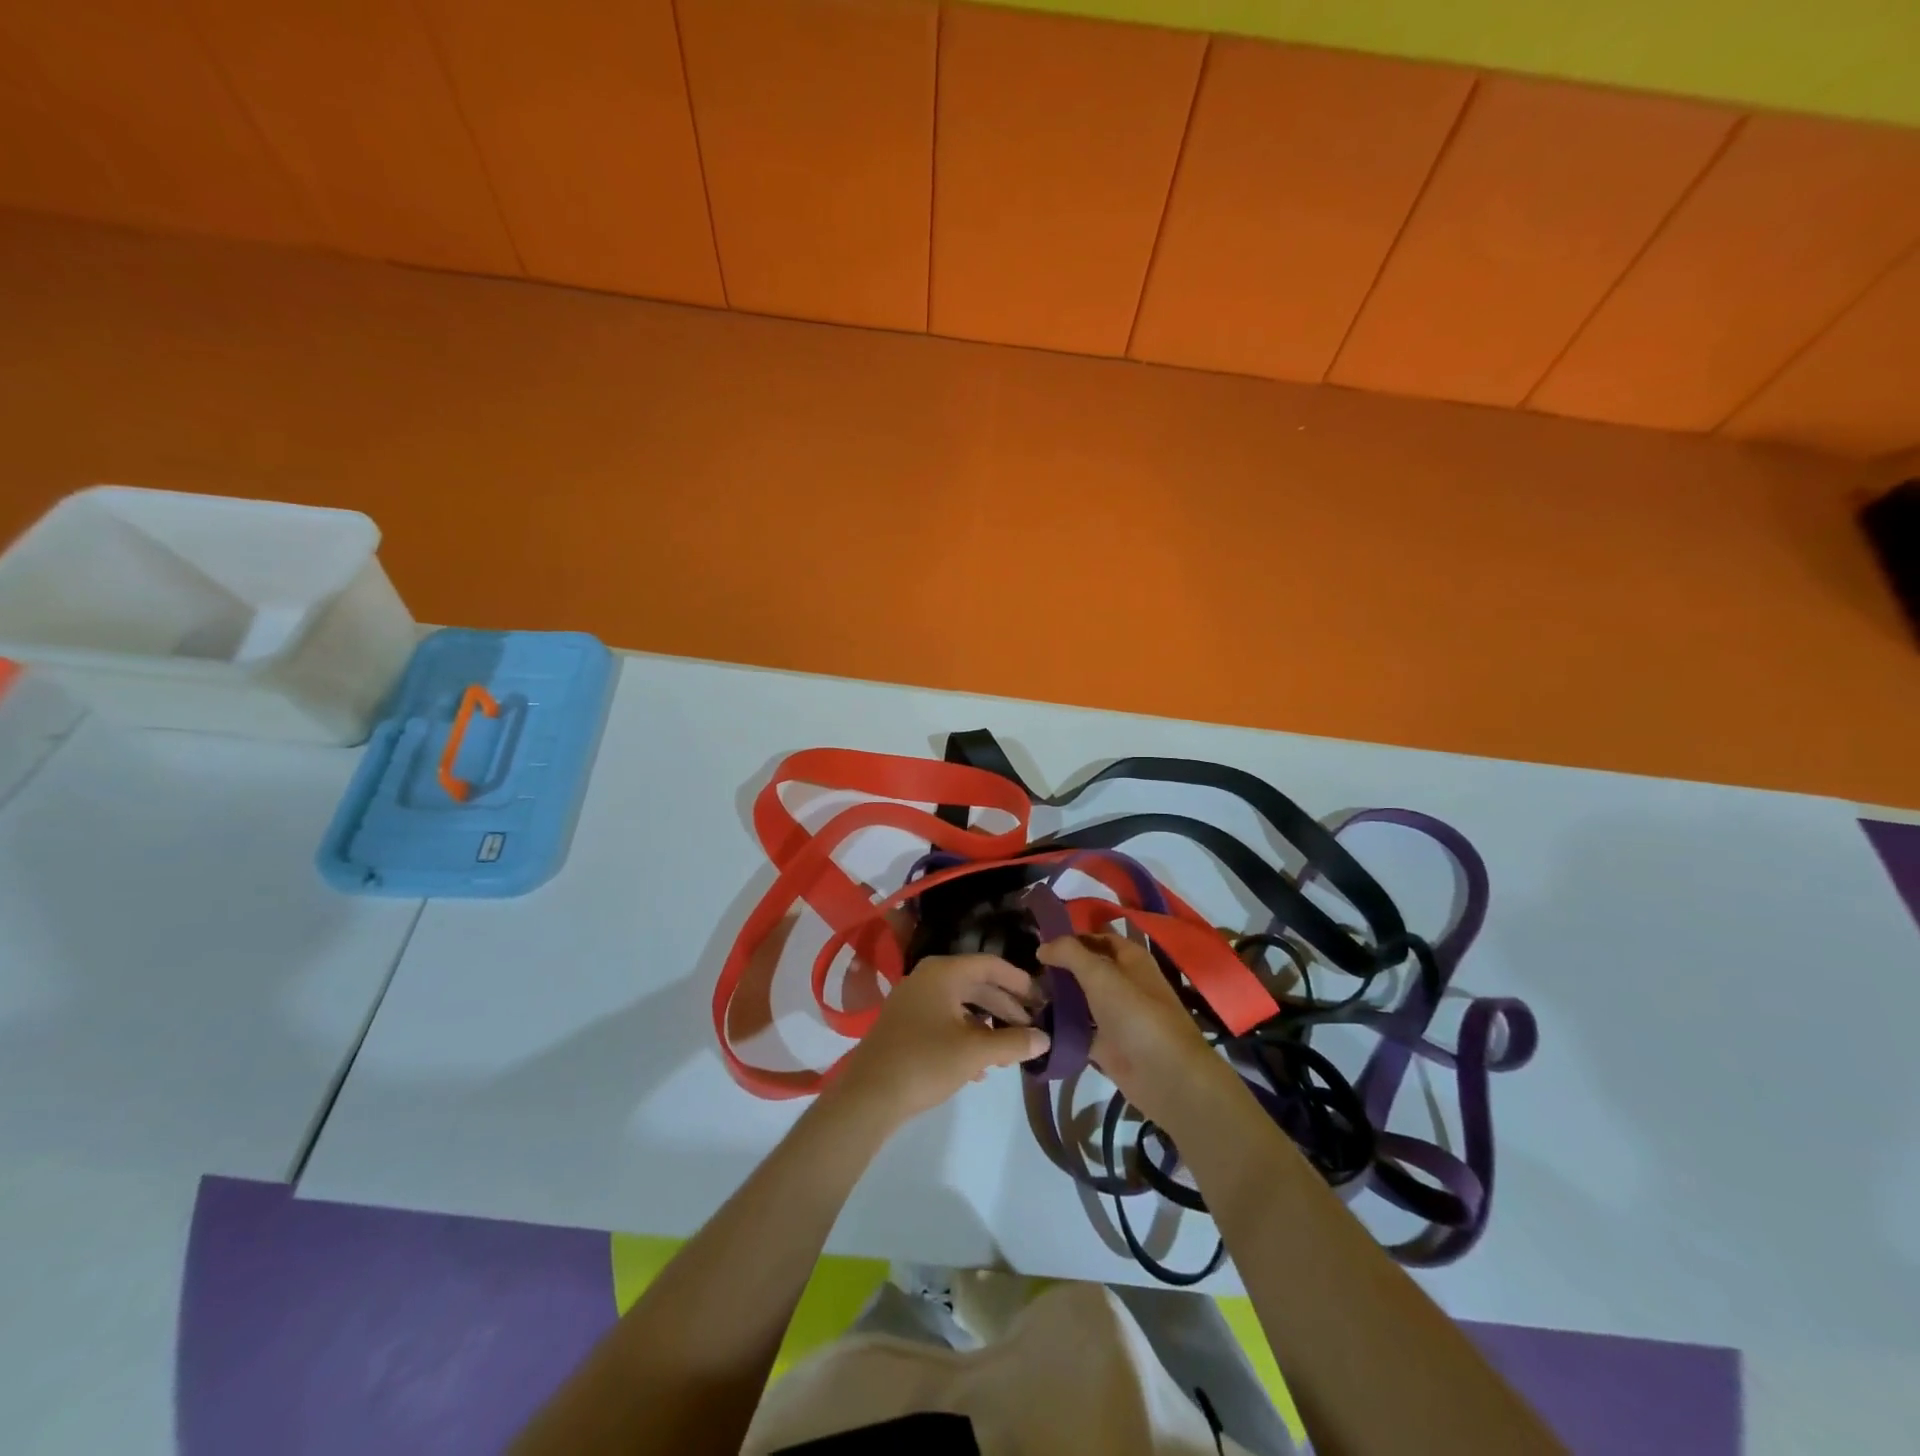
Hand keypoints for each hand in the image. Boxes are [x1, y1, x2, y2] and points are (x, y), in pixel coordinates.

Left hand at [826, 955, 1049, 1127]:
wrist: (869, 1095)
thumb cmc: (925, 1062)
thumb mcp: (975, 1052)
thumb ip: (1013, 1042)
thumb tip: (1045, 1039)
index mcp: (943, 972)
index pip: (991, 965)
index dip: (1019, 980)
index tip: (1042, 998)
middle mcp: (927, 978)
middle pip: (977, 984)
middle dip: (1006, 1007)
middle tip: (1032, 1027)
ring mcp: (913, 1001)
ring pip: (961, 1005)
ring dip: (988, 1025)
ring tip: (1010, 1050)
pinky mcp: (906, 1025)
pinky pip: (945, 1021)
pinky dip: (966, 1036)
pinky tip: (981, 1067)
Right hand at [1036, 933, 1243, 1135]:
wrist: (1165, 1076)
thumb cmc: (1136, 1014)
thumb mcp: (1100, 974)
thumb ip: (1069, 953)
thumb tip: (1042, 946)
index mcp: (1129, 958)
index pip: (1095, 937)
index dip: (1069, 936)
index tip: (1036, 939)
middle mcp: (1122, 982)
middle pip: (1085, 968)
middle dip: (1058, 967)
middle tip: (1024, 968)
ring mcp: (1114, 1014)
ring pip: (1080, 998)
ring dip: (1056, 996)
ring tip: (1023, 993)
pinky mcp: (1106, 1043)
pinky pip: (1078, 1028)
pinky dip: (1060, 1025)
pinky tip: (1033, 1021)